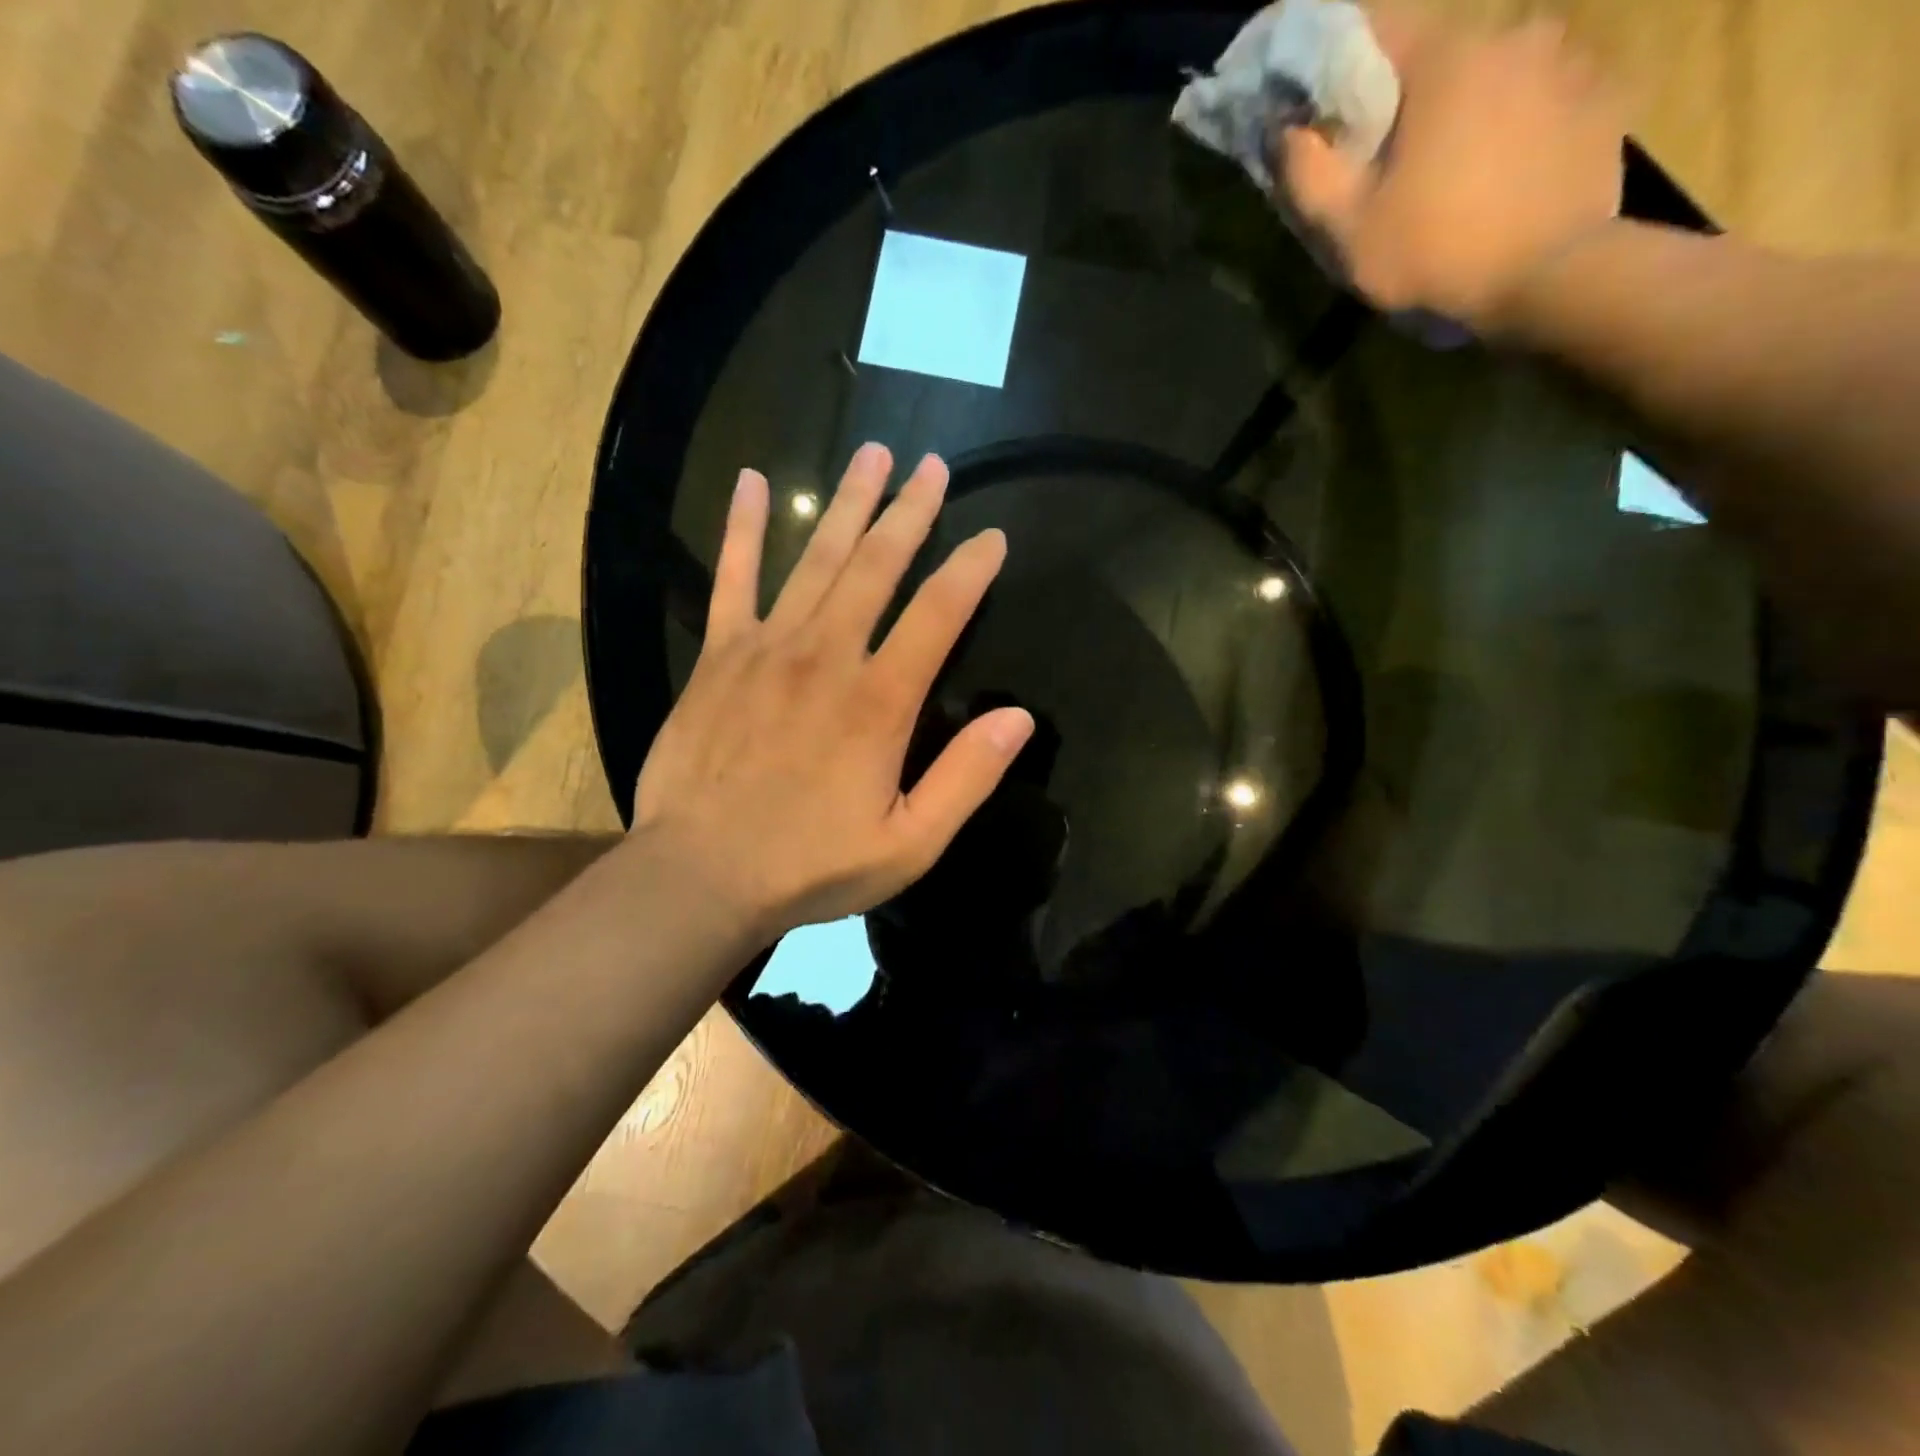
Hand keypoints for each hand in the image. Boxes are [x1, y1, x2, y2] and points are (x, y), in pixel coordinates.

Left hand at [632, 444, 1033, 941]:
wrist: (701, 874)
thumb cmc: (811, 865)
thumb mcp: (910, 844)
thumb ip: (966, 778)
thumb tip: (1018, 718)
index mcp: (879, 701)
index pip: (938, 614)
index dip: (971, 569)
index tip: (992, 537)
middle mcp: (828, 656)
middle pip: (878, 565)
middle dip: (910, 512)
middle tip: (932, 467)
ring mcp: (768, 648)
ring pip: (817, 558)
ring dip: (848, 503)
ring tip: (872, 453)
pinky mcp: (720, 655)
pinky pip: (733, 578)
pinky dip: (745, 528)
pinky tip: (753, 482)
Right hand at [1273, 7, 1626, 333]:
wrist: (1549, 278)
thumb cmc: (1433, 251)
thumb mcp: (1347, 228)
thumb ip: (1306, 173)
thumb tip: (1284, 128)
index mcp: (1444, 56)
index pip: (1378, 27)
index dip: (1343, 67)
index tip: (1326, 109)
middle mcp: (1513, 34)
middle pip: (1440, 54)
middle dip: (1411, 98)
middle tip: (1393, 159)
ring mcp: (1569, 59)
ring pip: (1495, 73)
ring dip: (1470, 110)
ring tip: (1455, 173)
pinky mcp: (1604, 95)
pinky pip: (1543, 97)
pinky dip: (1519, 125)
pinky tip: (1505, 174)